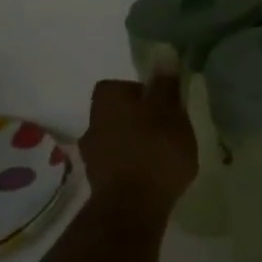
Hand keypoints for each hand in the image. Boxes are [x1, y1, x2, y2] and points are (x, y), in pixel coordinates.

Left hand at [79, 75, 196, 219]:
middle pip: (117, 115)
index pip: (121, 87)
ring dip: (135, 146)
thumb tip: (163, 53)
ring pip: (117, 141)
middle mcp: (91, 123)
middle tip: (166, 132)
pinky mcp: (98, 184)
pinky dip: (132, 169)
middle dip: (138, 121)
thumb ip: (165, 84)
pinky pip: (118, 166)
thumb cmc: (154, 151)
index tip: (164, 107)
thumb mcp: (169, 111)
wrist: (131, 208)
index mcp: (106, 100)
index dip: (143, 94)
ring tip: (162, 158)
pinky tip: (152, 179)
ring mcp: (92, 156)